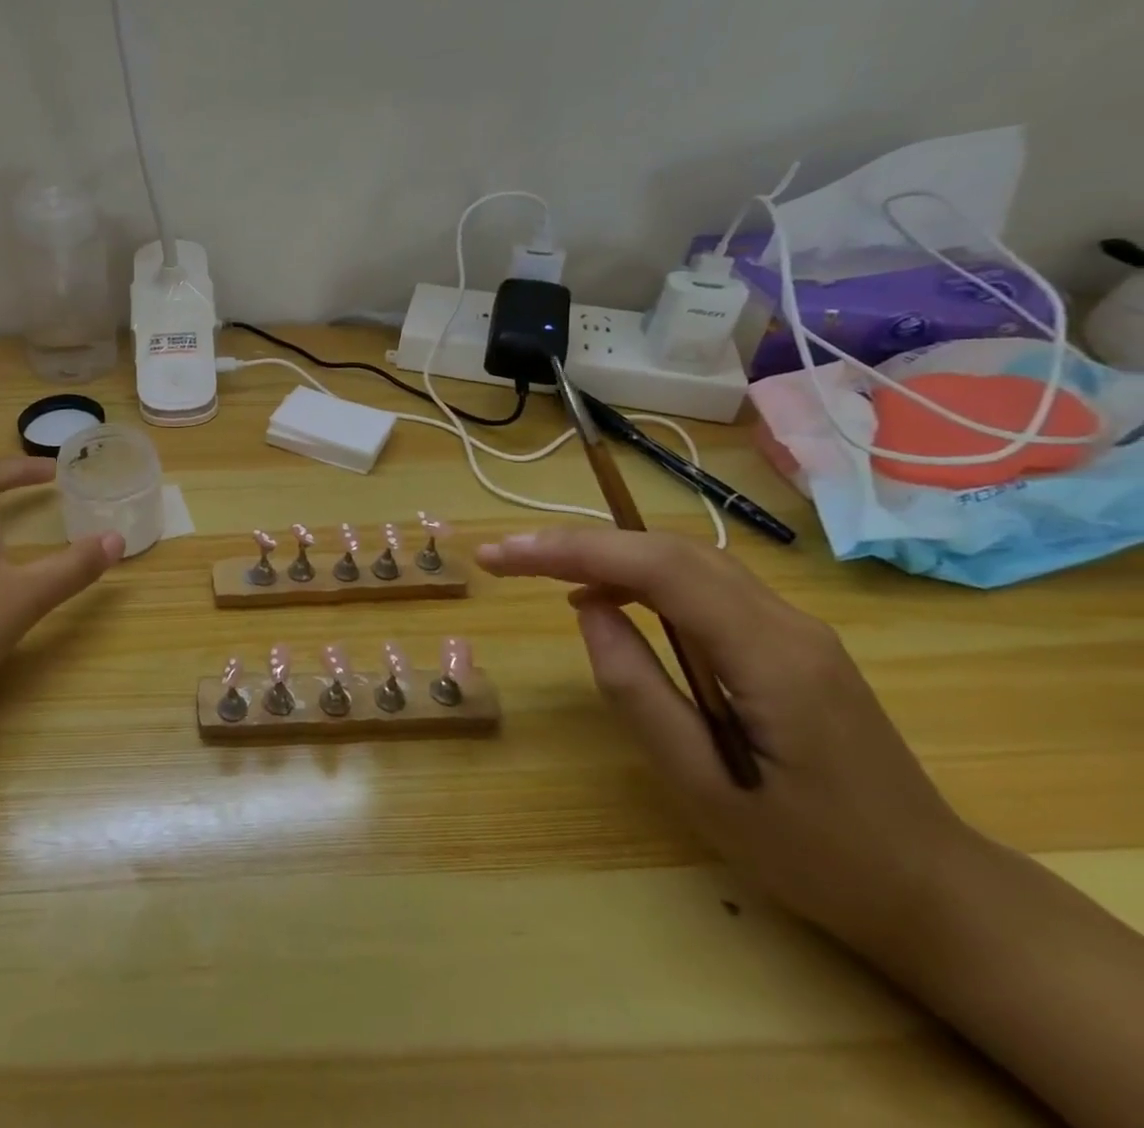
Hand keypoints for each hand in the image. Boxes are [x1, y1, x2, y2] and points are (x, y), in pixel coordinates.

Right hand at [477, 529, 979, 960]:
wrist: (932, 892)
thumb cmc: (813, 854)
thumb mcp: (704, 785)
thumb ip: (638, 689)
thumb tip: (589, 610)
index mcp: (768, 654)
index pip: (657, 568)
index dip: (572, 550)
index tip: (503, 557)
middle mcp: (785, 621)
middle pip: (668, 549)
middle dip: (578, 544)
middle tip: (505, 558)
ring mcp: (792, 626)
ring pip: (684, 559)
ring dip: (606, 555)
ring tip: (540, 572)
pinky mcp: (786, 640)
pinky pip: (702, 586)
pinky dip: (641, 577)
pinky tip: (607, 600)